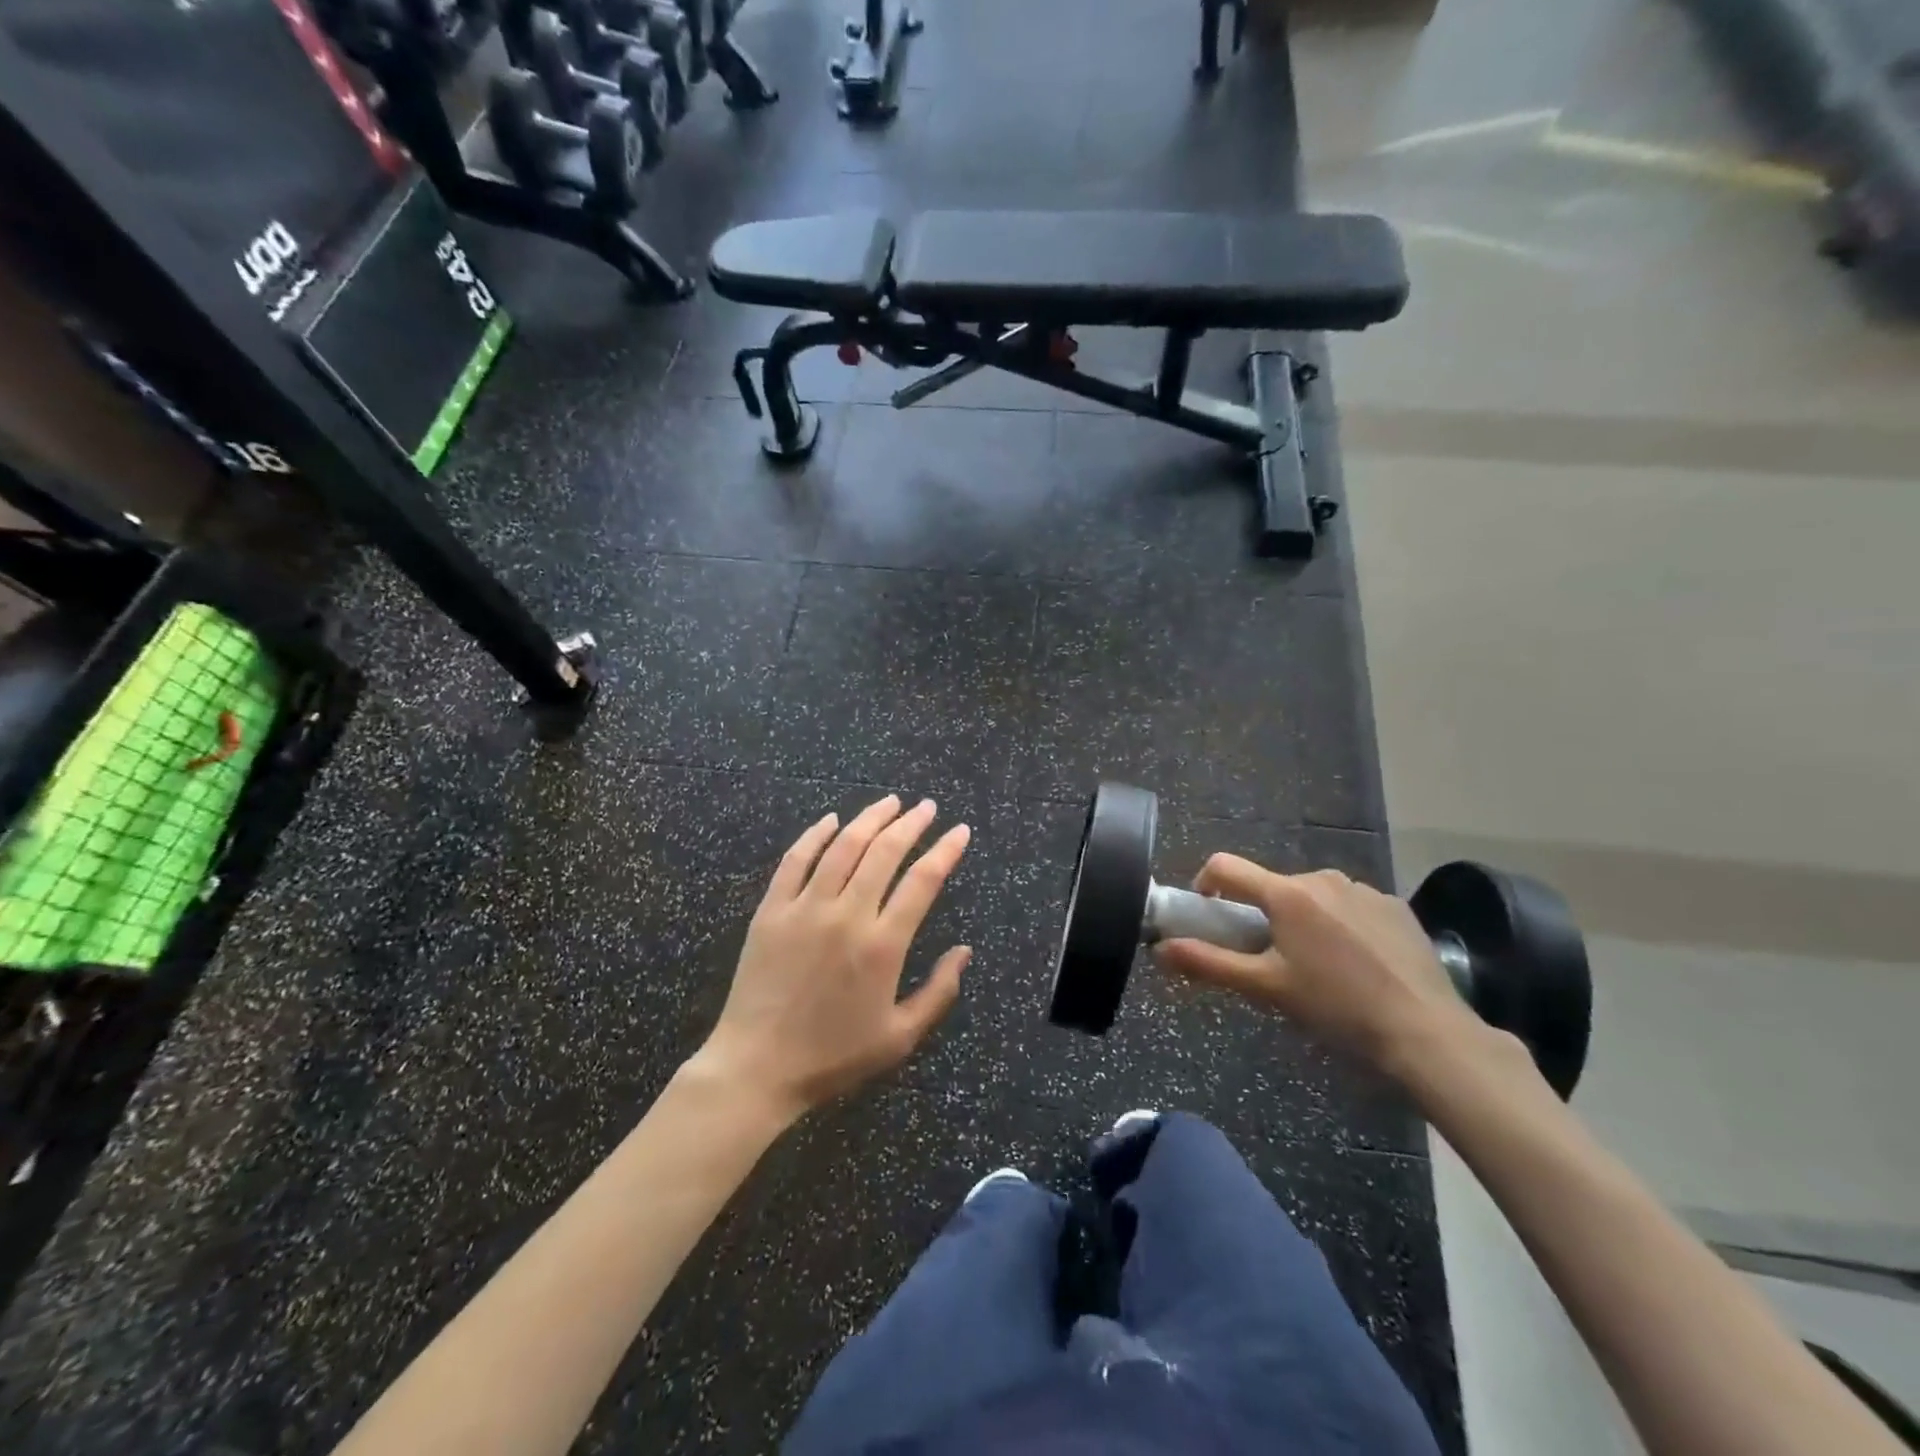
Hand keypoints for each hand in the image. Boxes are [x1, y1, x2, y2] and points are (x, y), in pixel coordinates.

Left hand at [690, 795, 971, 1121]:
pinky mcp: (771, 910)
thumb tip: (965, 951)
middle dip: (911, 823)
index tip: (960, 831)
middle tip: (927, 807)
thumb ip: (938, 992)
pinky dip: (815, 834)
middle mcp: (847, 915)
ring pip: (843, 846)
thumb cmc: (833, 1057)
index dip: (946, 850)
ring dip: (870, 818)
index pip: (922, 881)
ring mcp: (805, 908)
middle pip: (884, 852)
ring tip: (890, 801)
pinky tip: (831, 819)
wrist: (757, 1068)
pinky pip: (795, 860)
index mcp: (882, 946)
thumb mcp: (899, 1037)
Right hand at [1155, 856, 1482, 1074]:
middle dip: (1262, 914)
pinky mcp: (1396, 907)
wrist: (1427, 1033)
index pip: (1226, 867)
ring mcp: (1364, 890)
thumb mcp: (1266, 988)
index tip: (1207, 913)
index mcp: (1287, 894)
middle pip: (1272, 887)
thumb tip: (1160, 948)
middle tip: (1270, 960)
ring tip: (1319, 967)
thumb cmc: (1336, 1008)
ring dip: (1303, 920)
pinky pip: (1351, 906)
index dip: (1205, 884)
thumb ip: (1209, 963)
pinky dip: (1342, 926)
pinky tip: (1359, 965)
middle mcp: (1323, 879)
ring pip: (1313, 897)